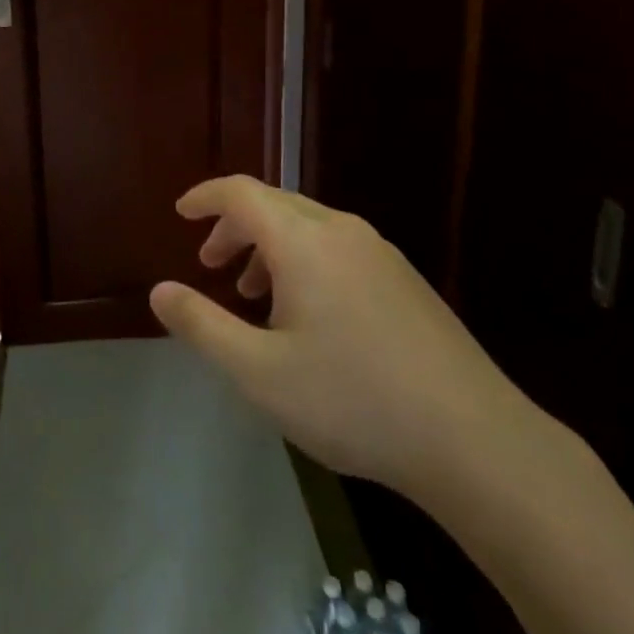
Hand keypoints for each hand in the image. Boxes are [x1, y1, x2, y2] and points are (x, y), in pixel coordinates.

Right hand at [150, 176, 534, 505]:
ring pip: (308, 227)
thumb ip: (202, 325)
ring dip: (269, 247)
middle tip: (210, 263)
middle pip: (275, 205)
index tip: (180, 213)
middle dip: (234, 227)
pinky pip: (337, 248)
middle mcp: (342, 231)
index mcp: (304, 241)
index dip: (206, 197)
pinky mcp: (405, 280)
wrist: (474, 440)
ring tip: (252, 295)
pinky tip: (307, 316)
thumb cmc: (353, 400)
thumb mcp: (259, 371)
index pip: (241, 193)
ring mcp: (380, 253)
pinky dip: (303, 262)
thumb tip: (159, 291)